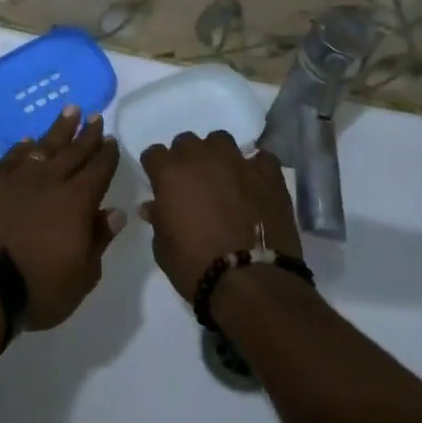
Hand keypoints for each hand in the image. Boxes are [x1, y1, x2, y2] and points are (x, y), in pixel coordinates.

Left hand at [0, 107, 123, 329]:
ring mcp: (20, 179)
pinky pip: (12, 158)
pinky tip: (28, 141)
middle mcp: (51, 181)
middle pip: (74, 151)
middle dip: (87, 134)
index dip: (106, 155)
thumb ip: (99, 239)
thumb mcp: (83, 275)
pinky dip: (22, 148)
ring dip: (59, 128)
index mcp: (78, 201)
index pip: (98, 170)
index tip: (111, 139)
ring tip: (70, 110)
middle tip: (95, 116)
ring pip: (44, 146)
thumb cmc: (40, 286)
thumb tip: (114, 212)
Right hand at [138, 130, 300, 302]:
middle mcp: (201, 157)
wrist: (251, 281)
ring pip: (221, 141)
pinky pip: (260, 159)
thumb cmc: (196, 266)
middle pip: (186, 142)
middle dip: (186, 159)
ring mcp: (237, 161)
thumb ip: (158, 219)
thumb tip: (154, 206)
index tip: (160, 184)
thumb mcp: (163, 248)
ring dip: (218, 156)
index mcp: (169, 173)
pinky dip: (255, 169)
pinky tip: (255, 186)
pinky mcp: (268, 173)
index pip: (153, 154)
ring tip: (224, 178)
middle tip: (193, 183)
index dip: (156, 169)